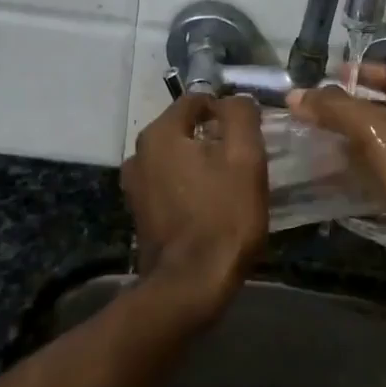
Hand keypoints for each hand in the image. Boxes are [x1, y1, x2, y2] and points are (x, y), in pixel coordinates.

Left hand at [121, 93, 268, 320]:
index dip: (227, 111)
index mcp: (160, 133)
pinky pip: (170, 184)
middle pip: (185, 129)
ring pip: (178, 158)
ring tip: (229, 186)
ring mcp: (135, 185)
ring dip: (202, 164)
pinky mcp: (141, 213)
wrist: (190, 286)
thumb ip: (240, 115)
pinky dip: (190, 187)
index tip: (250, 133)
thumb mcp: (245, 157)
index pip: (197, 100)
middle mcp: (138, 153)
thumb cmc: (222, 216)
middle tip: (244, 161)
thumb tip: (235, 100)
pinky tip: (210, 207)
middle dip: (214, 138)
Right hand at [287, 65, 385, 291]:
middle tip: (320, 110)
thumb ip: (336, 109)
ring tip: (324, 140)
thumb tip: (296, 95)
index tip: (330, 75)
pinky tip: (343, 175)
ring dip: (358, 139)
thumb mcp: (376, 132)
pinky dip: (366, 169)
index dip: (364, 70)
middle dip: (356, 107)